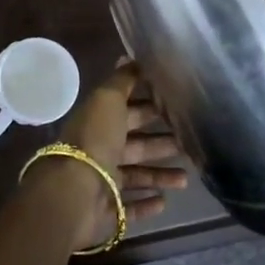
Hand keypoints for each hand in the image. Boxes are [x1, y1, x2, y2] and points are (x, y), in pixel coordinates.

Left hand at [55, 63, 187, 249]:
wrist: (75, 191)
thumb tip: (130, 55)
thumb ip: (122, 80)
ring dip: (159, 174)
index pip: (128, 111)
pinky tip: (165, 201)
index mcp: (100, 121)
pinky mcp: (108, 210)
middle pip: (135, 144)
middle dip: (160, 141)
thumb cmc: (95, 139)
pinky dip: (146, 204)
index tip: (177, 105)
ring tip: (187, 178)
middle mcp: (101, 149)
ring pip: (137, 175)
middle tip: (189, 141)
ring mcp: (103, 181)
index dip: (150, 107)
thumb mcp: (108, 99)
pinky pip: (130, 207)